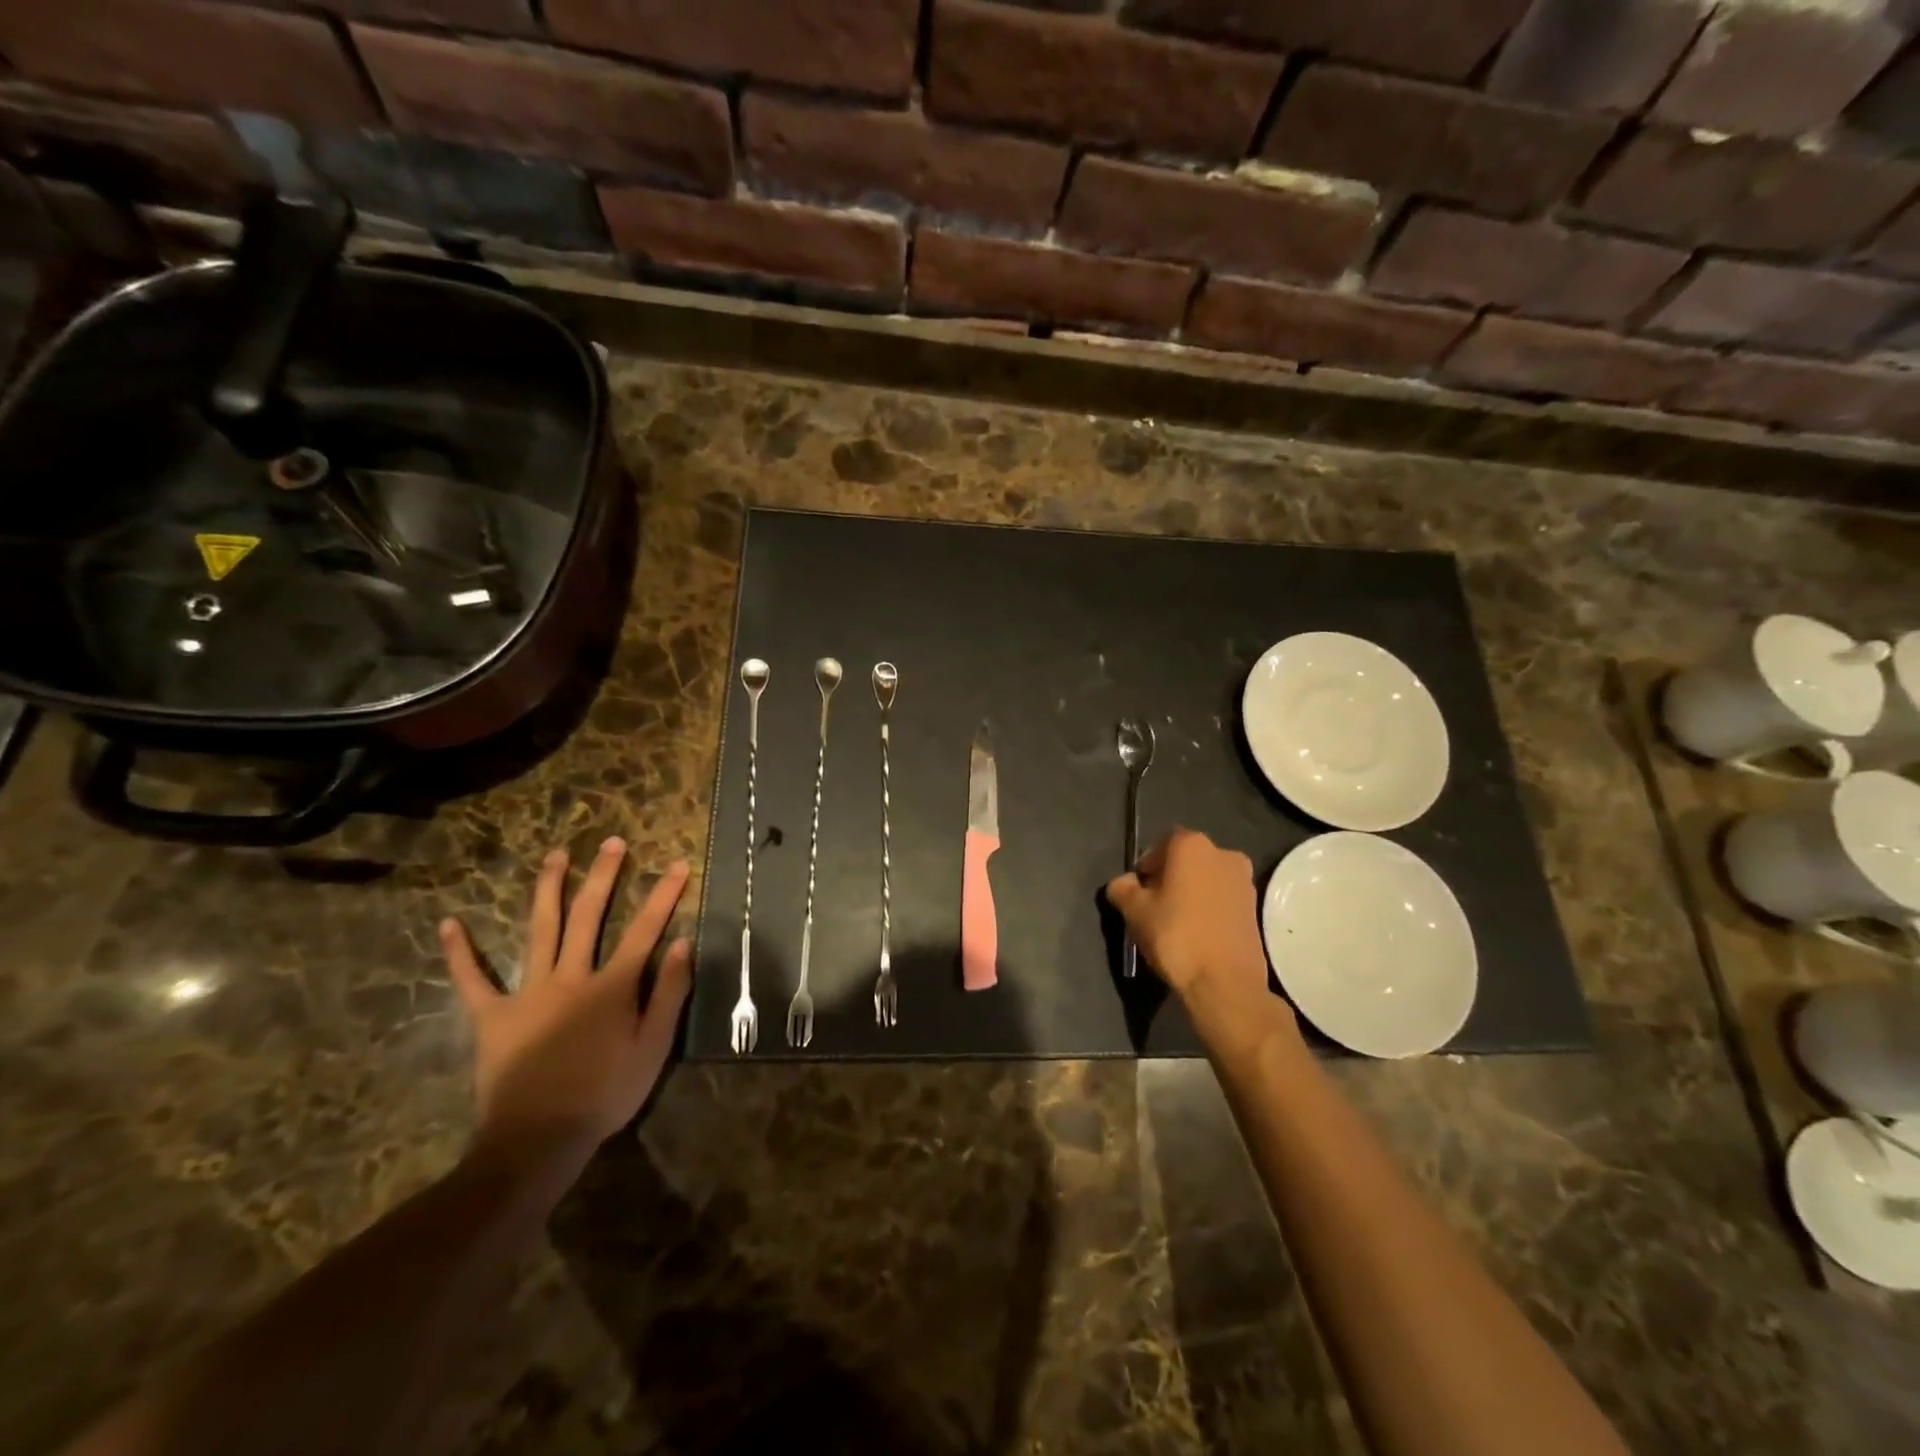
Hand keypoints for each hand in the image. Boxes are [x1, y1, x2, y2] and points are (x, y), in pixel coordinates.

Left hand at [439, 838, 691, 1169]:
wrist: (537, 1140)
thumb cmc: (605, 1094)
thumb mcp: (653, 1047)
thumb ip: (669, 993)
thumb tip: (682, 943)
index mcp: (612, 986)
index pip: (645, 929)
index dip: (664, 895)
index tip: (676, 864)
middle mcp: (572, 976)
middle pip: (589, 915)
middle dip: (604, 875)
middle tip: (612, 842)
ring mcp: (529, 992)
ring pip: (540, 930)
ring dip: (548, 890)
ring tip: (556, 856)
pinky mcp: (493, 1016)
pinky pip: (473, 980)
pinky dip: (461, 953)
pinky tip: (451, 924)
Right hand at [1106, 828, 1274, 1010]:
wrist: (1225, 983)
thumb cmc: (1175, 936)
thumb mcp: (1134, 911)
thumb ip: (1122, 888)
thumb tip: (1123, 883)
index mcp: (1192, 845)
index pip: (1161, 844)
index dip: (1146, 866)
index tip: (1138, 891)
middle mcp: (1223, 853)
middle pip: (1186, 859)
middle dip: (1169, 877)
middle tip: (1154, 907)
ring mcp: (1244, 881)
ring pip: (1206, 879)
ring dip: (1190, 893)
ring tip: (1176, 923)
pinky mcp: (1256, 908)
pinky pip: (1223, 898)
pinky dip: (1209, 908)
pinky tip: (1197, 933)